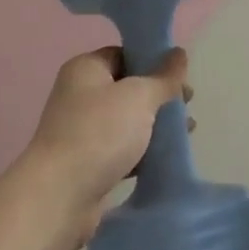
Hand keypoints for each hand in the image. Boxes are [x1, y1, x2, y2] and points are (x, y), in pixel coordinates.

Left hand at [21, 47, 189, 249]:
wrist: (60, 196)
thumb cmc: (100, 133)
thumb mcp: (139, 96)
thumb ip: (164, 77)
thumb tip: (179, 53)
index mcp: (86, 69)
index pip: (124, 54)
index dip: (153, 61)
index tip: (180, 76)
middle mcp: (80, 95)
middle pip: (129, 87)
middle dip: (159, 96)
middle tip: (188, 105)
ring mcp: (82, 130)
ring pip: (128, 119)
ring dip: (156, 124)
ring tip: (186, 131)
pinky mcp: (88, 162)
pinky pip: (123, 147)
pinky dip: (144, 149)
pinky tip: (167, 156)